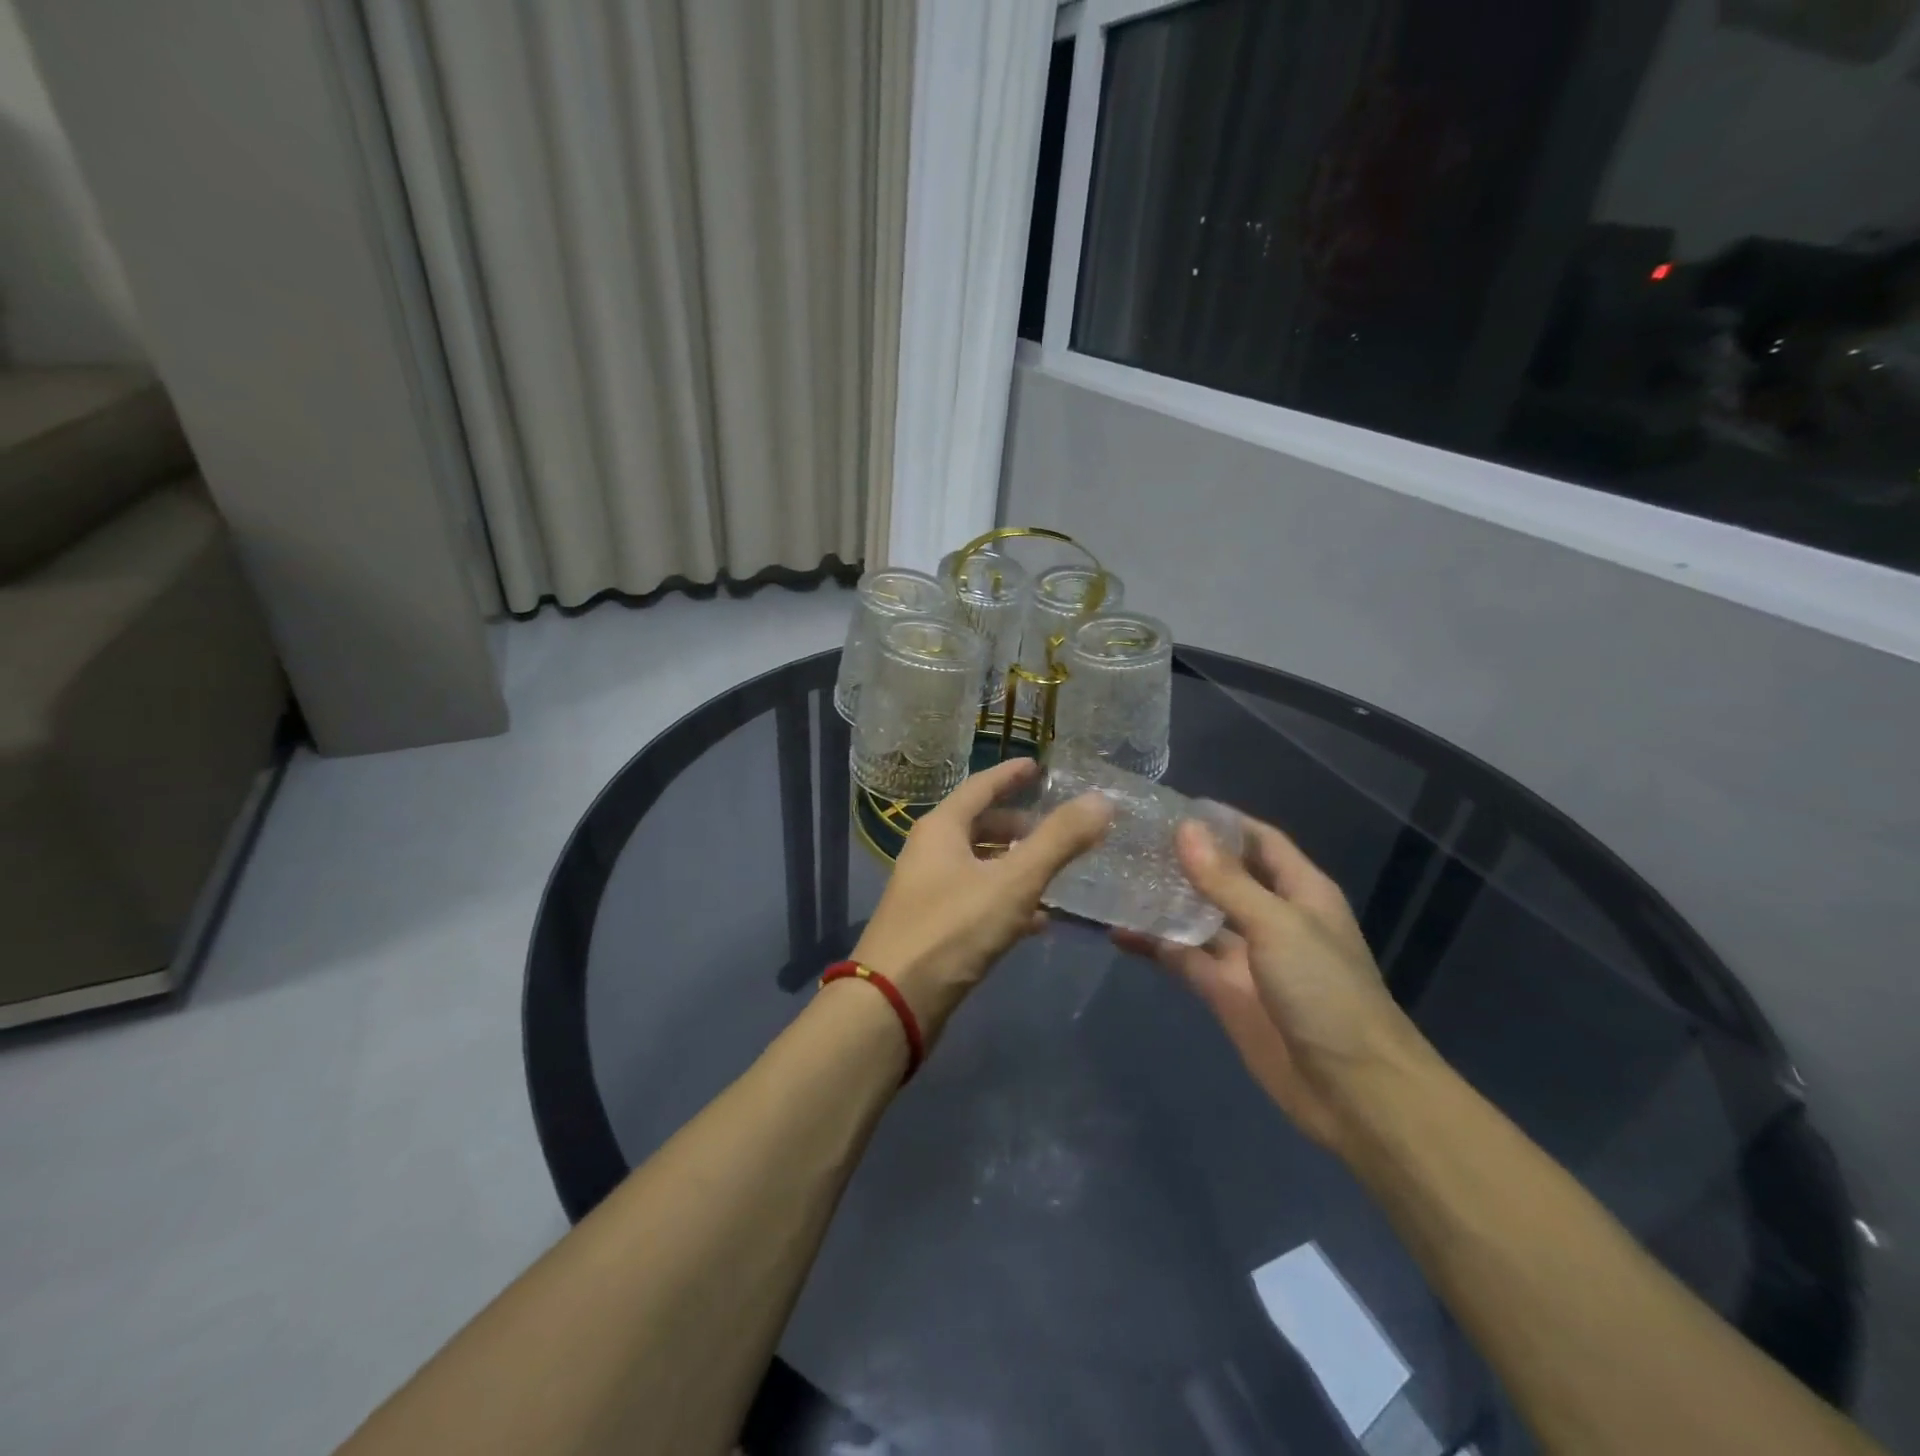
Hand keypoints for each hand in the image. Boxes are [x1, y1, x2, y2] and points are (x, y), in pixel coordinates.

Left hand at [853, 758, 1109, 1038]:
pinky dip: (1007, 902)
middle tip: (1057, 828)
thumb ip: (1058, 841)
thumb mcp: (1012, 881)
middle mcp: (930, 853)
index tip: (1037, 766)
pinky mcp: (935, 928)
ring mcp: (929, 892)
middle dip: (1018, 827)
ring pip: (980, 867)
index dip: (1010, 775)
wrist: (894, 1003)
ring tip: (1056, 873)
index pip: (980, 787)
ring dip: (1016, 867)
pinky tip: (1038, 920)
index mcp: (941, 829)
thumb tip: (1101, 800)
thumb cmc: (952, 929)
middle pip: (979, 828)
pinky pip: (978, 902)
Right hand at [1115, 813, 1426, 1148]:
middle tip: (1129, 836)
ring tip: (1115, 874)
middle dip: (1183, 857)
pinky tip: (1116, 931)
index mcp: (1299, 891)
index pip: (1258, 840)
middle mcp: (1270, 916)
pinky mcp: (1222, 990)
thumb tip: (1184, 829)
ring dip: (1162, 898)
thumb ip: (1227, 880)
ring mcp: (1245, 955)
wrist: (1353, 1092)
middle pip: (1222, 875)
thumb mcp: (1278, 926)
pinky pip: (1182, 957)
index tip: (1170, 806)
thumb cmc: (1326, 993)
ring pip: (1196, 915)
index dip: (1221, 821)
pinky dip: (1152, 944)